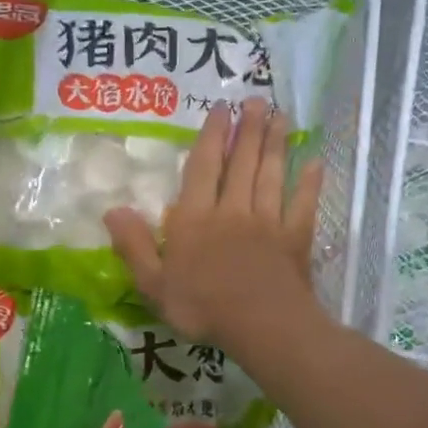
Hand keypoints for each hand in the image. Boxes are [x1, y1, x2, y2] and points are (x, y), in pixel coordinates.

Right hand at [105, 99, 323, 354]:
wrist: (262, 327)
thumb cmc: (202, 307)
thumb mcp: (154, 284)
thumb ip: (134, 245)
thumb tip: (112, 209)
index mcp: (196, 219)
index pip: (203, 168)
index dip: (211, 137)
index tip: (220, 109)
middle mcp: (232, 210)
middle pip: (241, 163)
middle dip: (248, 129)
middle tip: (256, 100)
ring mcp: (268, 222)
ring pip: (271, 175)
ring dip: (276, 144)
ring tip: (281, 116)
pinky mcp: (295, 238)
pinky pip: (302, 204)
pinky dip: (309, 183)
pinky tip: (315, 163)